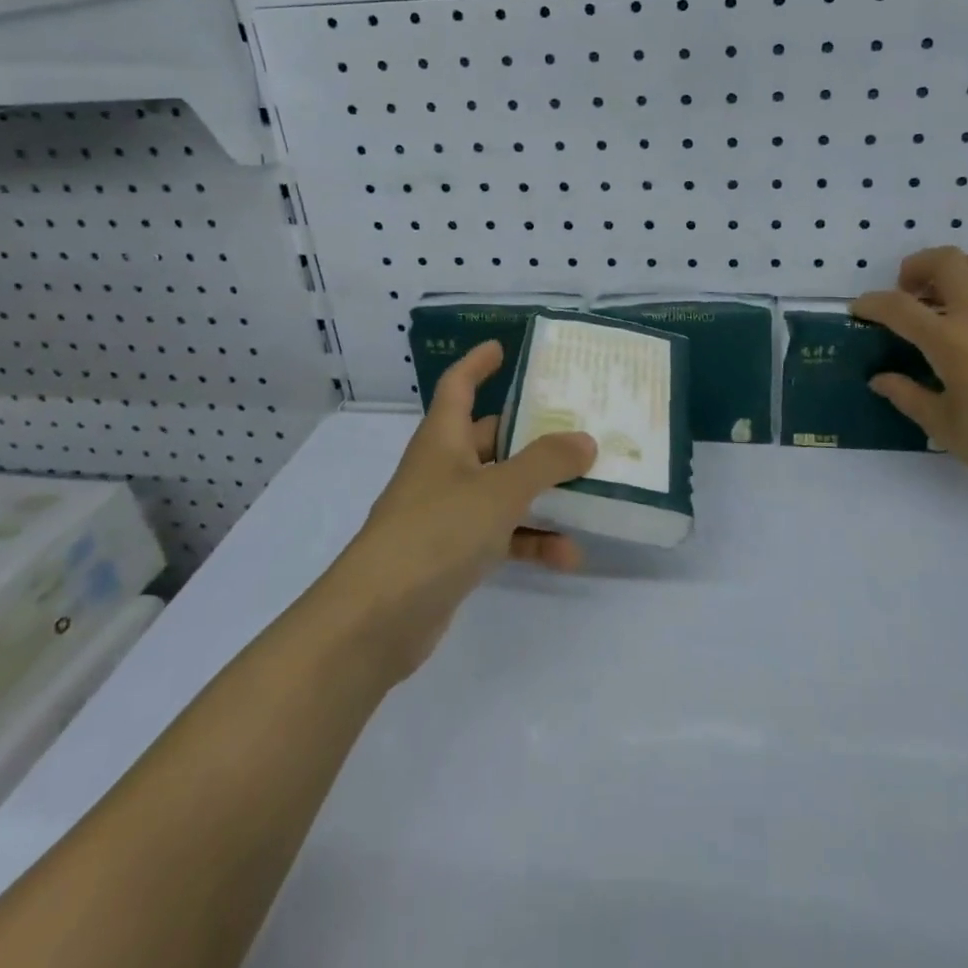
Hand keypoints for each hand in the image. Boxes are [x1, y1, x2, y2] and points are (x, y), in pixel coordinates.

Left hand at [320, 340, 595, 684]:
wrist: (376, 620)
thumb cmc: (435, 533)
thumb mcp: (499, 490)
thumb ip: (546, 462)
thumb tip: (585, 440)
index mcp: (443, 439)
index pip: (458, 385)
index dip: (478, 363)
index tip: (504, 347)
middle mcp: (444, 469)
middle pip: (492, 438)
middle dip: (532, 433)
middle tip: (578, 425)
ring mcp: (447, 514)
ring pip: (503, 491)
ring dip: (543, 494)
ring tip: (591, 494)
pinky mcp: (454, 555)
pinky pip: (502, 536)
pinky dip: (532, 541)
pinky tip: (568, 555)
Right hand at [853, 247, 967, 506]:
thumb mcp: (941, 424)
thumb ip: (905, 393)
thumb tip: (880, 378)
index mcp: (952, 341)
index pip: (898, 306)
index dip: (871, 303)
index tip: (859, 311)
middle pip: (947, 260)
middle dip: (918, 267)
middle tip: (909, 293)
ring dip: (958, 274)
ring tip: (949, 304)